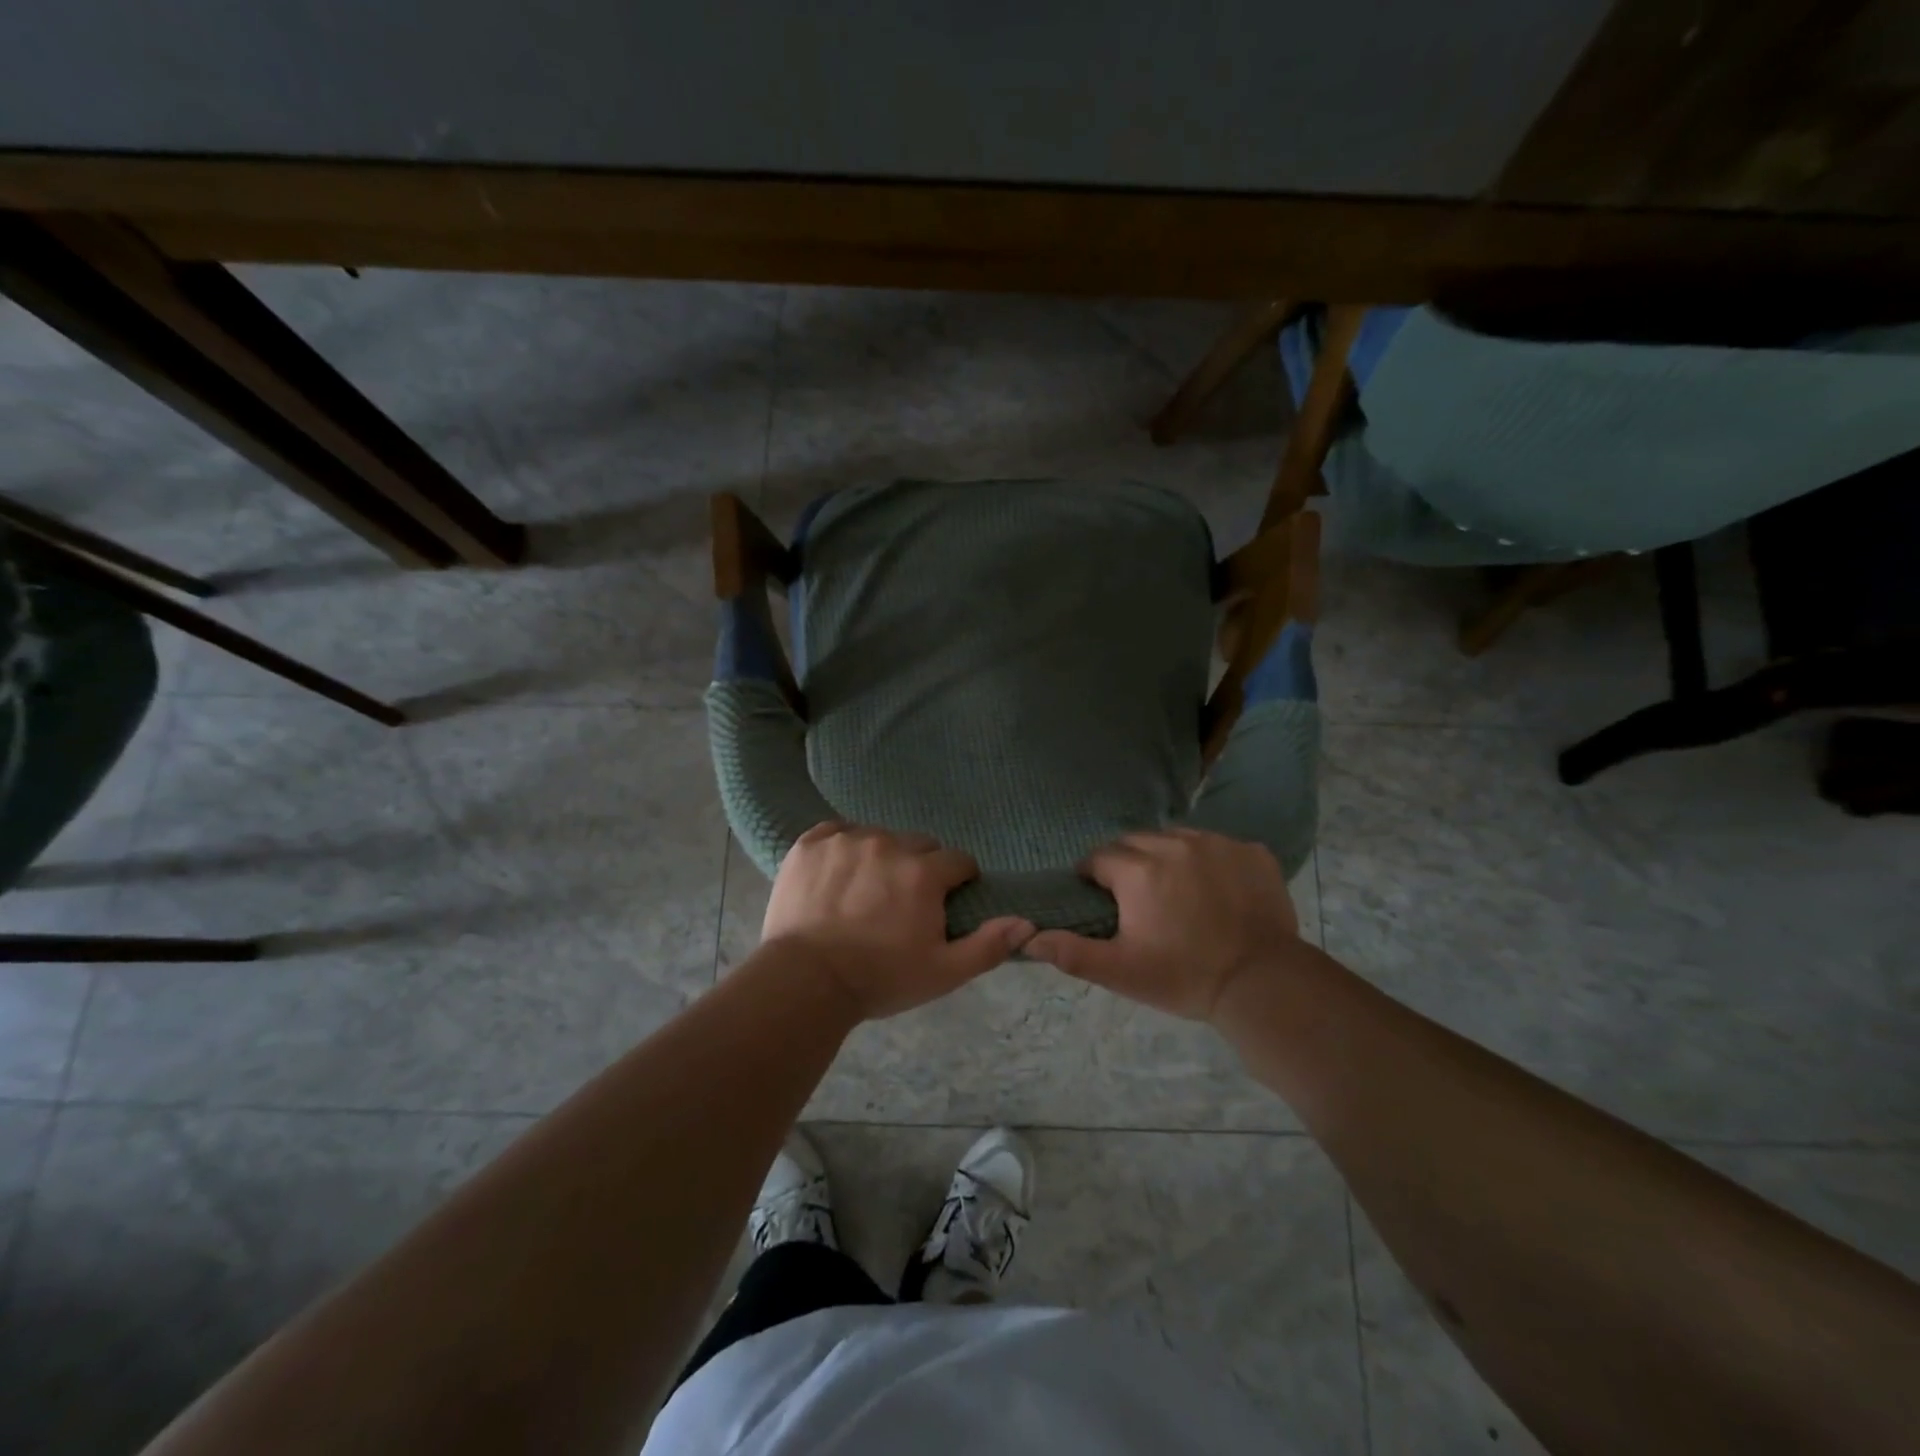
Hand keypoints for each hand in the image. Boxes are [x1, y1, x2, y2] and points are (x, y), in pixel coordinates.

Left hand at [762, 822, 1034, 1020]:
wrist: (805, 981)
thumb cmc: (880, 978)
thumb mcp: (943, 972)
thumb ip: (988, 945)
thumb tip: (1027, 923)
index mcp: (924, 873)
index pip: (958, 860)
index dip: (957, 882)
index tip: (945, 903)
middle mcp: (888, 844)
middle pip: (919, 844)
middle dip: (920, 867)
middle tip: (903, 902)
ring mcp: (846, 840)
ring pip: (878, 836)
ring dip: (881, 857)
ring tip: (865, 891)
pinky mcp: (810, 843)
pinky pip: (836, 831)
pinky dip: (842, 847)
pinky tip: (836, 874)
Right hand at [1025, 828, 1299, 1020]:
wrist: (1263, 984)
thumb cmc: (1184, 977)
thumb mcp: (1121, 971)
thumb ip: (1071, 952)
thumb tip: (1027, 938)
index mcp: (1138, 870)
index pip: (1100, 858)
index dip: (1094, 877)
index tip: (1100, 898)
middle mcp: (1175, 845)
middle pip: (1137, 842)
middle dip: (1129, 863)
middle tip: (1137, 897)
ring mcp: (1217, 844)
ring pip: (1177, 838)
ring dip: (1167, 857)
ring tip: (1176, 890)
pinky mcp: (1252, 851)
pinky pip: (1218, 845)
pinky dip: (1209, 861)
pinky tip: (1216, 890)